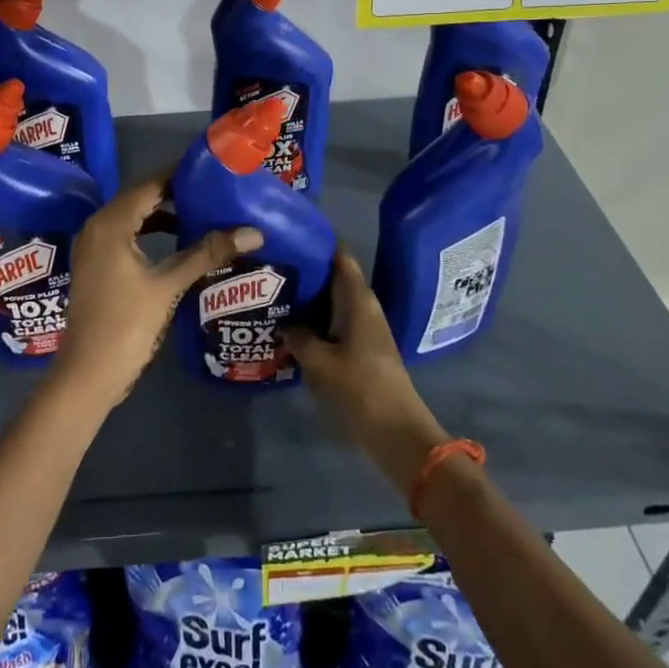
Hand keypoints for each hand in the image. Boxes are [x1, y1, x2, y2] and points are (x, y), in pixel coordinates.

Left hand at [52, 175, 262, 413]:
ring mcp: (93, 247)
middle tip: (212, 189)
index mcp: (111, 224)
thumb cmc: (126, 325)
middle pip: (139, 197)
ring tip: (201, 212)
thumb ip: (207, 254)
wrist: (88, 375)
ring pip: (132, 217)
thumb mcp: (169, 286)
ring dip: (163, 213)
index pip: (149, 184)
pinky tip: (177, 243)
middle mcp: (97, 227)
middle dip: (174, 192)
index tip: (211, 169)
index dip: (179, 174)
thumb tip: (253, 232)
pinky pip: (125, 235)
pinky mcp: (96, 265)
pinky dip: (149, 232)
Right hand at [284, 250, 450, 493]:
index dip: (318, 243)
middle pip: (333, 278)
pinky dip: (315, 321)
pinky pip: (334, 323)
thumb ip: (299, 337)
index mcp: (358, 299)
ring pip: (332, 302)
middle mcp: (363, 307)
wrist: (396, 431)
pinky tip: (290, 328)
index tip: (290, 236)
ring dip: (308, 299)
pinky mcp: (361, 348)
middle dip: (306, 272)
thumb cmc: (361, 387)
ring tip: (273, 294)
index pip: (340, 257)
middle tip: (271, 267)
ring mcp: (364, 328)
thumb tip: (284, 323)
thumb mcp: (321, 361)